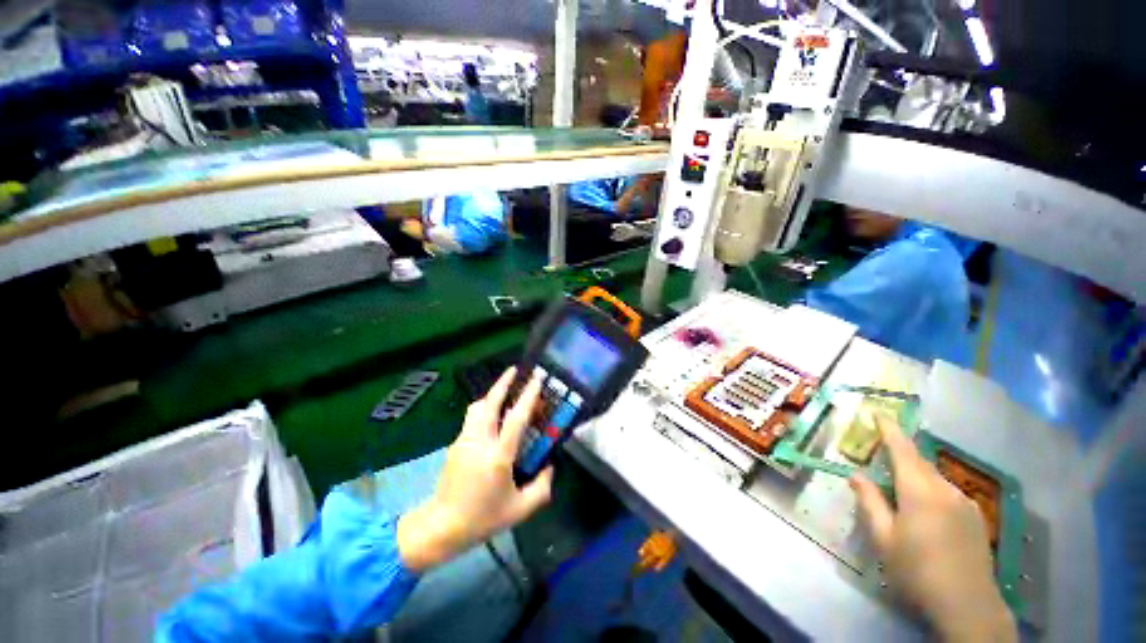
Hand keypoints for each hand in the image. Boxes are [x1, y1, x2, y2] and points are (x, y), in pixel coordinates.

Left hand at [397, 368, 552, 571]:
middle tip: (515, 370)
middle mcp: (479, 442)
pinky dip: (484, 409)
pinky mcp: (455, 444)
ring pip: (477, 407)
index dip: (527, 396)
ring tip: (504, 392)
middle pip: (489, 403)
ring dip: (491, 395)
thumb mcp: (519, 510)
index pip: (515, 418)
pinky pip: (472, 418)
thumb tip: (550, 467)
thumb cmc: (482, 519)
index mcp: (498, 456)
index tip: (536, 379)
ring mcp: (464, 441)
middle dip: (502, 383)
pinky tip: (493, 418)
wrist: (441, 527)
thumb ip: (541, 488)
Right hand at [850, 415, 1016, 641]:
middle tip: (881, 454)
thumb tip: (855, 475)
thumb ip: (869, 502)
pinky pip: (948, 493)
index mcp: (919, 491)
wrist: (968, 605)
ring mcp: (965, 503)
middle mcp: (945, 490)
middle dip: (901, 453)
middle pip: (920, 462)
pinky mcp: (975, 518)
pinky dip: (932, 490)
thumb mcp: (884, 539)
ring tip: (902, 490)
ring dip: (916, 475)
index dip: (889, 429)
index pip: (902, 450)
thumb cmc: (917, 571)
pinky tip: (927, 512)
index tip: (878, 412)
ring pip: (935, 478)